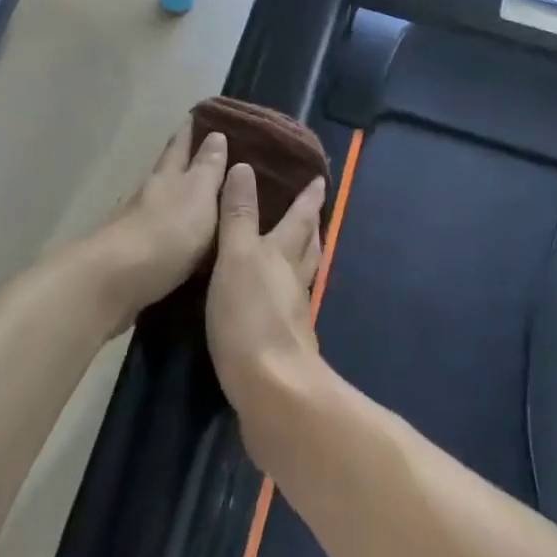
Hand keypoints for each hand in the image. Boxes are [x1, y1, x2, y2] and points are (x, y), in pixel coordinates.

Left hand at [88, 121, 227, 331]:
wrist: (114, 282)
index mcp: (167, 177)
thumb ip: (207, 169)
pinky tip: (176, 239)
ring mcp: (135, 226)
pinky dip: (167, 231)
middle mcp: (149, 195)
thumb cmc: (166, 234)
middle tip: (199, 150)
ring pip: (158, 202)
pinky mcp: (130, 257)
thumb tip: (216, 135)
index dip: (189, 132)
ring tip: (194, 197)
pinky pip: (154, 235)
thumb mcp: (197, 196)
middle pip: (165, 171)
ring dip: (173, 197)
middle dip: (180, 160)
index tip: (197, 115)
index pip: (180, 147)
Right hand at [206, 164, 326, 442]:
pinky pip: (290, 305)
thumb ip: (238, 215)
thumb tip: (243, 167)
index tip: (319, 180)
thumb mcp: (236, 256)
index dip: (308, 198)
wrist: (271, 390)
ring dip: (306, 258)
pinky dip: (289, 292)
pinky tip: (281, 299)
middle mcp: (293, 280)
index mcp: (282, 254)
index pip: (299, 218)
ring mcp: (293, 314)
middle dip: (311, 227)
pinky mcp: (286, 343)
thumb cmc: (249, 315)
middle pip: (308, 247)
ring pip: (303, 276)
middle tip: (315, 212)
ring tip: (305, 248)